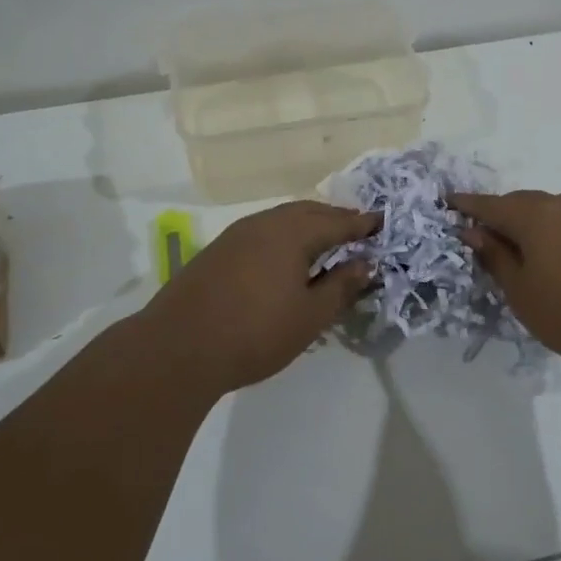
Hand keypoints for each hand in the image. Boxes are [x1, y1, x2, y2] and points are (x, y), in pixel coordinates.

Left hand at [139, 201, 377, 394]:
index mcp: (292, 233)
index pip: (337, 221)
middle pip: (308, 212)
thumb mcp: (310, 316)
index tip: (383, 223)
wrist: (177, 348)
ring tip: (325, 242)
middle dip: (335, 218)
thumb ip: (341, 286)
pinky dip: (284, 236)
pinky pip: (262, 232)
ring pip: (282, 219)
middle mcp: (264, 223)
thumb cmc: (255, 332)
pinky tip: (285, 258)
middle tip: (357, 230)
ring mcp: (235, 235)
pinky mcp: (217, 252)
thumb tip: (364, 264)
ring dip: (308, 225)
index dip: (363, 224)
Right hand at [451, 190, 560, 374]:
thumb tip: (472, 232)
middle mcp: (560, 204)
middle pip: (517, 203)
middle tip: (477, 238)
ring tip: (512, 251)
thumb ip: (494, 257)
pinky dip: (548, 232)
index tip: (444, 203)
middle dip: (495, 216)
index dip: (464, 205)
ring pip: (543, 211)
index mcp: (533, 214)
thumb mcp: (521, 291)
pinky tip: (547, 256)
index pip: (488, 204)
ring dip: (523, 225)